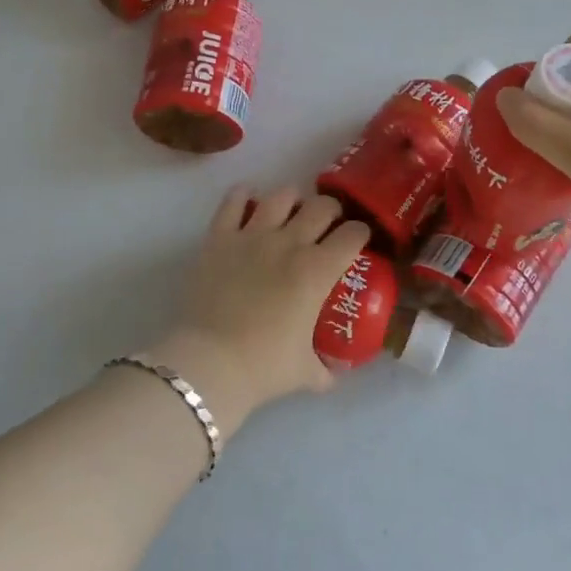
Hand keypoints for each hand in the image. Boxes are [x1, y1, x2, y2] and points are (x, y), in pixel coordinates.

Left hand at [149, 186, 370, 433]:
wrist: (210, 363)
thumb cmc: (264, 366)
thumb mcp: (305, 373)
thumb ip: (326, 370)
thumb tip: (336, 374)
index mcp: (317, 271)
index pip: (353, 234)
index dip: (361, 233)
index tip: (359, 240)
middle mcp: (289, 243)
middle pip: (322, 206)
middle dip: (331, 211)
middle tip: (327, 225)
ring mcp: (252, 235)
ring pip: (281, 196)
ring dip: (292, 199)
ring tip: (291, 210)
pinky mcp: (219, 237)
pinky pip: (232, 202)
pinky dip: (242, 196)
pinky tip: (247, 199)